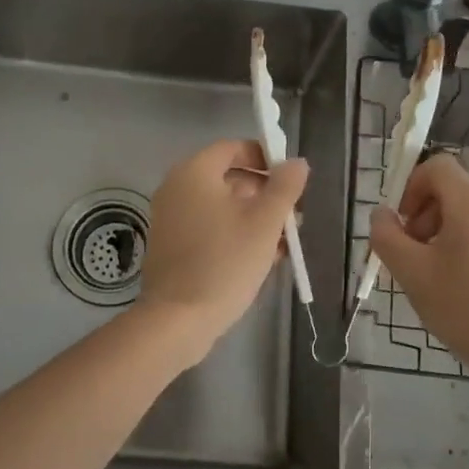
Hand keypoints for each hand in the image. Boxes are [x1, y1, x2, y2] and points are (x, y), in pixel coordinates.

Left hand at [136, 139, 308, 365]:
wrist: (178, 320)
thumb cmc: (225, 262)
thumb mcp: (265, 222)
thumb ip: (284, 187)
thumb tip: (297, 162)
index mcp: (194, 172)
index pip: (232, 148)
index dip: (264, 157)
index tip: (290, 180)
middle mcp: (177, 188)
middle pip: (228, 178)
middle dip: (264, 194)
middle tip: (293, 217)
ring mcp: (171, 219)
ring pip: (221, 207)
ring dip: (254, 218)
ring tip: (284, 243)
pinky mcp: (172, 246)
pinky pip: (209, 228)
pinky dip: (234, 234)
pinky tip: (262, 258)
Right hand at [367, 153, 468, 393]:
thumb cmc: (466, 309)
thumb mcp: (412, 274)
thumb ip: (387, 237)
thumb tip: (382, 214)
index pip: (438, 166)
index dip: (412, 186)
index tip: (403, 224)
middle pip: (455, 195)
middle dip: (427, 218)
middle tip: (415, 258)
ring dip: (449, 238)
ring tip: (441, 281)